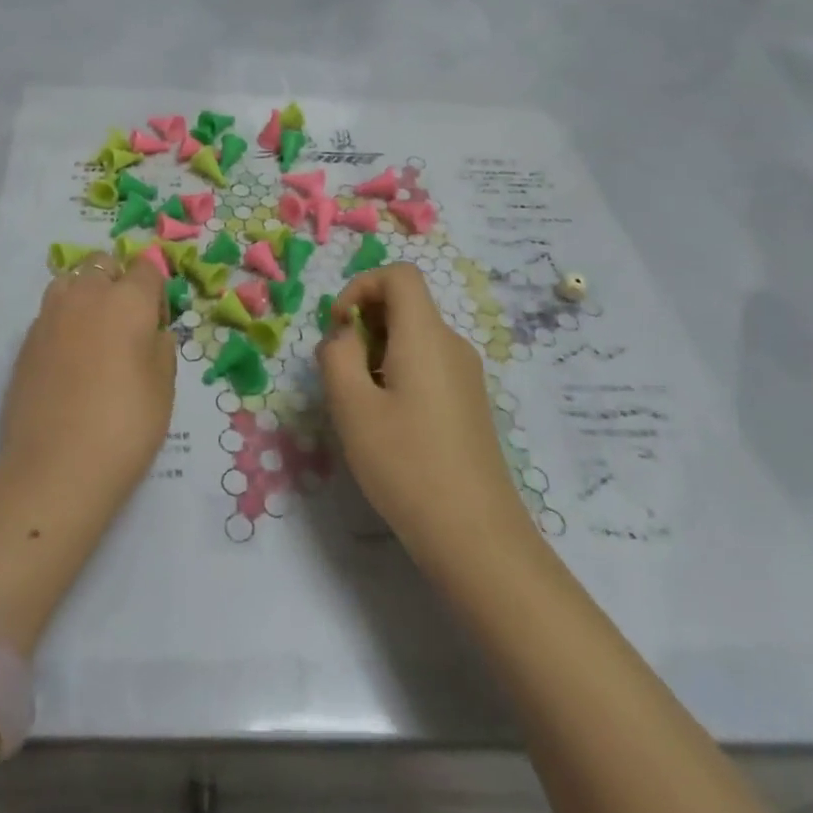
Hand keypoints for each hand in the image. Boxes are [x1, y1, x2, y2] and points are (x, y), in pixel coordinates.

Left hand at [0, 255, 174, 654]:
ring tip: (93, 331)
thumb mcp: (164, 387)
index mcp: (128, 300)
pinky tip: (69, 357)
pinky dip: (63, 321)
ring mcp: (50, 316)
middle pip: (102, 264)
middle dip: (117, 280)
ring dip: (84, 293)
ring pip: (70, 281)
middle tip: (125, 321)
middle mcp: (87, 296)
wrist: (56, 466)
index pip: (145, 267)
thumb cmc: (126, 425)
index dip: (154, 288)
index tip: (156, 319)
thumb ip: (161, 346)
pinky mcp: (26, 341)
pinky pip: (50, 313)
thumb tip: (150, 332)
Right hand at [317, 264, 528, 567]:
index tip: (338, 327)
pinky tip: (388, 421)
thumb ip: (337, 355)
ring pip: (414, 336)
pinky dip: (398, 371)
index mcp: (426, 335)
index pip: (399, 275)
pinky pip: (428, 363)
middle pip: (406, 304)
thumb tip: (344, 334)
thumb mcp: (352, 407)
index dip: (361, 286)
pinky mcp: (469, 402)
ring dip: (377, 350)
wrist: (476, 536)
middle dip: (365, 322)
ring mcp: (466, 374)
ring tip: (360, 402)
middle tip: (341, 370)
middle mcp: (452, 344)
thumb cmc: (406, 464)